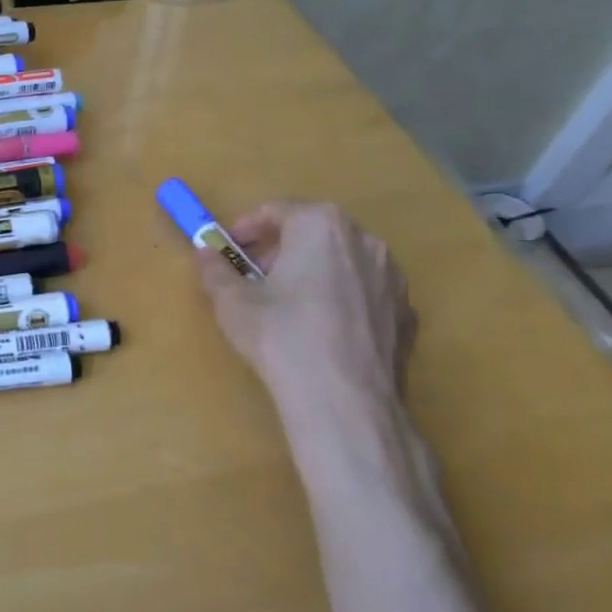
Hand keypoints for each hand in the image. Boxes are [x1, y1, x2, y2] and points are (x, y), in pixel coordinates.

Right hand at [198, 200, 415, 419]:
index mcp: (321, 225)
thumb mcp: (232, 303)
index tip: (227, 249)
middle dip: (280, 250)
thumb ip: (215, 270)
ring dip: (313, 273)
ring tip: (288, 307)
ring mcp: (392, 278)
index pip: (277, 210)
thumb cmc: (281, 337)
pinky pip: (365, 294)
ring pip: (343, 263)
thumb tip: (205, 253)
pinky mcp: (406, 314)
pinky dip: (341, 301)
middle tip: (253, 278)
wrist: (345, 401)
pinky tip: (323, 333)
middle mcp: (364, 240)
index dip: (245, 228)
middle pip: (313, 233)